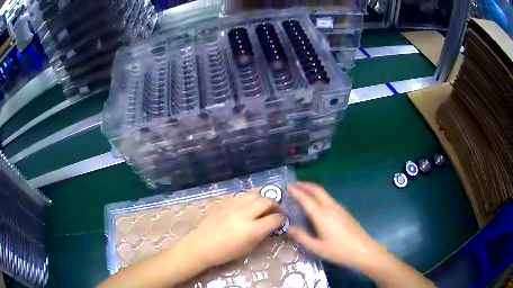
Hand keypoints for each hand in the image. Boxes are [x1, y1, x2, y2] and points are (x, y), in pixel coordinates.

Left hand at [174, 191, 285, 269]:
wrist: (202, 245)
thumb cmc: (226, 252)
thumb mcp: (249, 248)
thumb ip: (263, 234)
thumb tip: (273, 226)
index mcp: (252, 229)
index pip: (275, 219)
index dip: (281, 219)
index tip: (281, 220)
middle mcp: (244, 214)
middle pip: (266, 201)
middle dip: (274, 205)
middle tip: (274, 211)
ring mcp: (232, 205)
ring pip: (254, 193)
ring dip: (262, 198)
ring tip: (262, 205)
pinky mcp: (224, 202)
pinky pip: (241, 195)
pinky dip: (248, 198)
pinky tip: (247, 205)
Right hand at [287, 183, 382, 266]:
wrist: (363, 250)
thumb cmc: (339, 251)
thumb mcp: (317, 248)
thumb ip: (302, 237)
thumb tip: (289, 228)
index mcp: (322, 215)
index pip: (307, 199)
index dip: (297, 191)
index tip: (288, 187)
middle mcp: (331, 208)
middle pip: (317, 190)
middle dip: (305, 185)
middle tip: (294, 185)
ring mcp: (339, 209)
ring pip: (324, 193)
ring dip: (312, 189)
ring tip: (303, 192)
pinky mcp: (344, 212)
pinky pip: (329, 199)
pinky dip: (319, 196)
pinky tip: (317, 204)